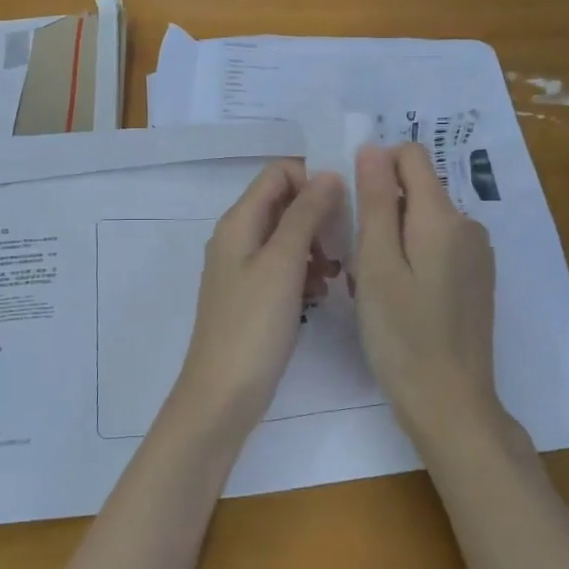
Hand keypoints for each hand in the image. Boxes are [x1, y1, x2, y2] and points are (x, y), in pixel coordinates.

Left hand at [170, 161, 342, 439]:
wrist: (223, 395)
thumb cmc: (253, 326)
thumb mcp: (283, 264)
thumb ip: (305, 215)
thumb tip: (328, 174)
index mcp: (238, 222)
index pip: (278, 172)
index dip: (312, 180)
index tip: (345, 206)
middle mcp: (236, 237)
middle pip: (283, 203)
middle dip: (318, 215)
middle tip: (346, 243)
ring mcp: (242, 268)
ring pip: (287, 237)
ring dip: (315, 246)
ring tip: (335, 274)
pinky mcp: (252, 296)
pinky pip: (283, 268)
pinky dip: (305, 272)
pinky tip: (321, 295)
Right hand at [352, 142, 504, 447]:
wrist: (450, 403)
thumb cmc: (402, 334)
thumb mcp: (377, 264)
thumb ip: (375, 202)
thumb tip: (373, 148)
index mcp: (443, 216)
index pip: (411, 156)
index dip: (376, 168)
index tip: (353, 207)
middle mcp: (468, 226)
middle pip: (417, 190)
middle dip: (382, 210)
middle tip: (357, 259)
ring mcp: (477, 255)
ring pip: (423, 221)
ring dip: (394, 237)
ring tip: (373, 284)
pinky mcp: (476, 280)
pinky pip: (437, 247)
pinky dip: (412, 258)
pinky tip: (398, 298)